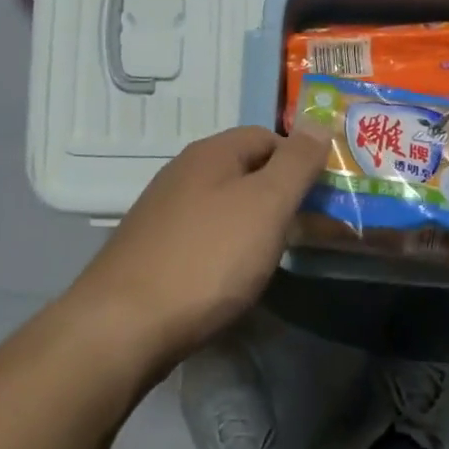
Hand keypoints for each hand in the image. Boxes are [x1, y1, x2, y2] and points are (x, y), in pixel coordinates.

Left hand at [70, 124, 328, 371]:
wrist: (123, 326)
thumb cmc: (207, 258)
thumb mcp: (266, 204)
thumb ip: (296, 163)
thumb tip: (319, 122)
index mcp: (211, 153)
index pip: (269, 136)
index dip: (301, 159)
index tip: (325, 195)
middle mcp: (184, 172)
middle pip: (247, 169)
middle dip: (282, 193)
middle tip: (311, 227)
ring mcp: (164, 212)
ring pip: (226, 204)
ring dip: (257, 222)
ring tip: (277, 254)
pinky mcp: (153, 249)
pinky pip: (205, 235)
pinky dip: (229, 247)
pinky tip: (234, 276)